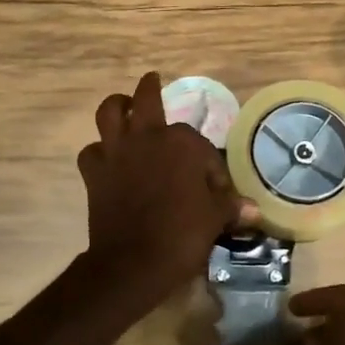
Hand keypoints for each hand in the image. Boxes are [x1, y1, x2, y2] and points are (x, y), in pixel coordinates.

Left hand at [76, 72, 252, 316]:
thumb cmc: (182, 235)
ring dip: (117, 106)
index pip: (201, 146)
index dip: (211, 168)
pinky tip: (107, 160)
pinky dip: (99, 152)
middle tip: (153, 81)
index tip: (216, 191)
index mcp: (182, 142)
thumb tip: (253, 209)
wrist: (133, 263)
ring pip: (109, 112)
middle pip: (146, 98)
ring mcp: (116, 151)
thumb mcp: (215, 219)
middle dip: (150, 88)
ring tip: (123, 107)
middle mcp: (147, 136)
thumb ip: (230, 206)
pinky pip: (91, 151)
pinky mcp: (94, 172)